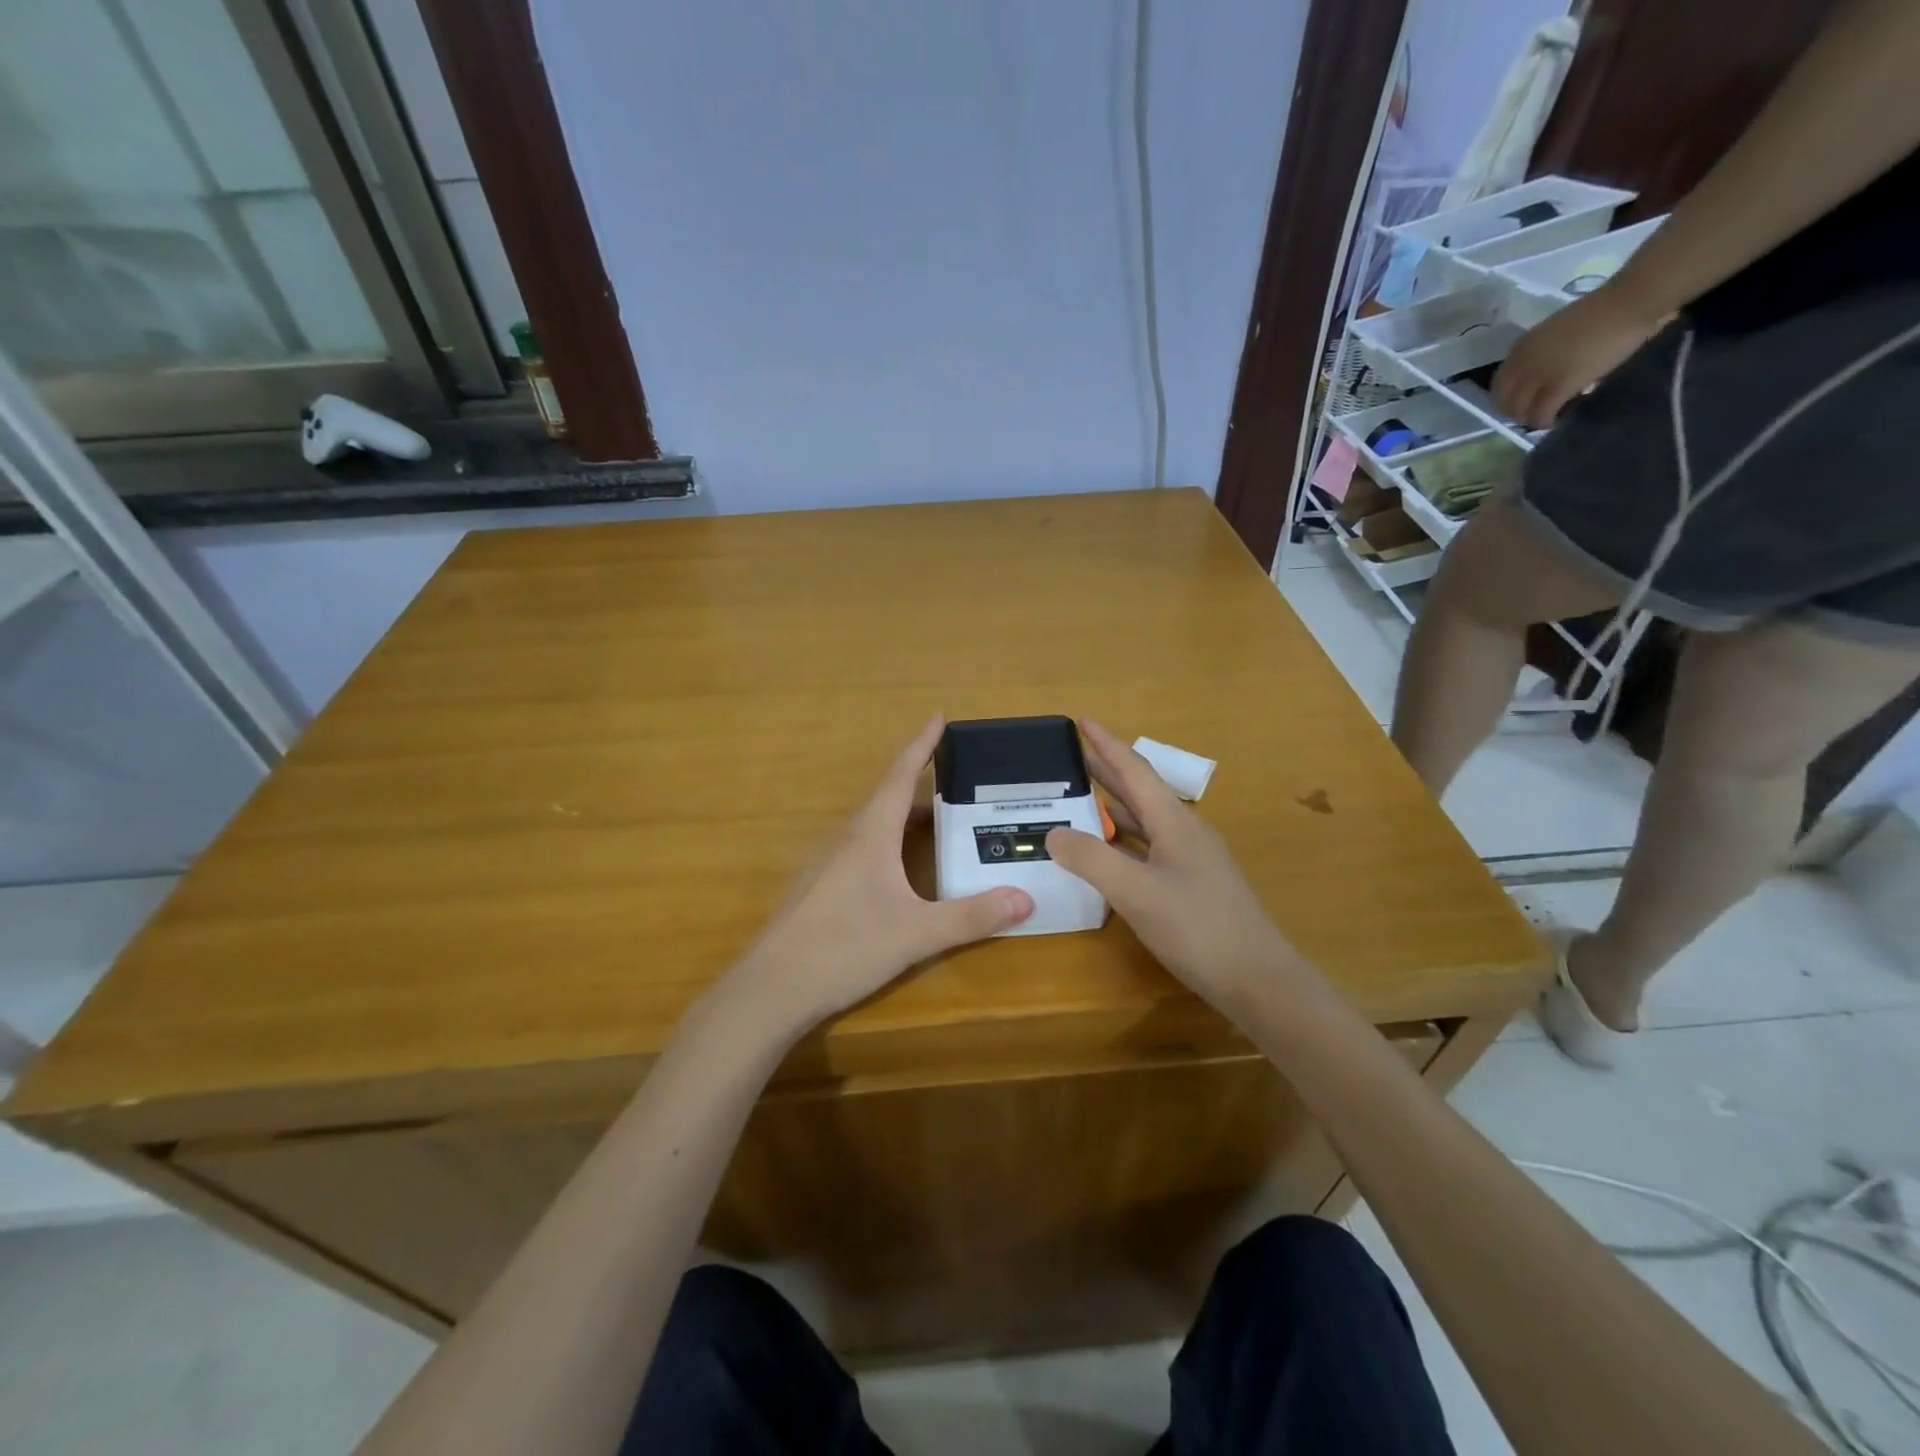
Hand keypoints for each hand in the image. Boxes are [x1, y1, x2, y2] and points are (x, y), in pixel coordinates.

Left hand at [720, 715, 1033, 1038]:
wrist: (771, 988)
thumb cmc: (844, 948)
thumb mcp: (916, 934)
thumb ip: (971, 917)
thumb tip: (1025, 899)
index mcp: (870, 834)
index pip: (901, 776)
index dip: (922, 745)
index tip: (939, 716)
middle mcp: (846, 838)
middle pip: (888, 799)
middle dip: (923, 785)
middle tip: (959, 782)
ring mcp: (826, 863)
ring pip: (873, 826)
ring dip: (905, 818)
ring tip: (939, 824)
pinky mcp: (818, 887)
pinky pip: (860, 848)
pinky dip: (888, 843)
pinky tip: (899, 871)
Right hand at [1044, 721, 1301, 1017]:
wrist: (1258, 980)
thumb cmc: (1198, 928)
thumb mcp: (1136, 892)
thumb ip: (1092, 860)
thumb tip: (1053, 833)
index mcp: (1174, 822)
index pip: (1135, 771)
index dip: (1107, 745)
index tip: (1083, 721)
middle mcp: (1185, 833)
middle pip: (1141, 792)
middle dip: (1108, 770)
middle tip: (1073, 756)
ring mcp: (1192, 860)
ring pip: (1146, 821)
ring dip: (1115, 805)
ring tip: (1081, 797)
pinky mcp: (1193, 886)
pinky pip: (1150, 847)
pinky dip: (1124, 839)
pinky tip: (1109, 851)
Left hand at [1491, 285, 1663, 427]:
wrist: (1629, 302)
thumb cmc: (1600, 313)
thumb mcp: (1554, 334)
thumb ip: (1541, 355)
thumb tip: (1539, 378)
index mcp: (1520, 349)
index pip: (1498, 387)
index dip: (1507, 401)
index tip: (1521, 405)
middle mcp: (1522, 364)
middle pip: (1505, 404)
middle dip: (1517, 414)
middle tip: (1535, 414)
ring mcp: (1538, 376)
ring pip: (1520, 413)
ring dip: (1532, 419)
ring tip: (1548, 417)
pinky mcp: (1559, 385)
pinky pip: (1541, 414)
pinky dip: (1546, 421)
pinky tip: (1557, 420)